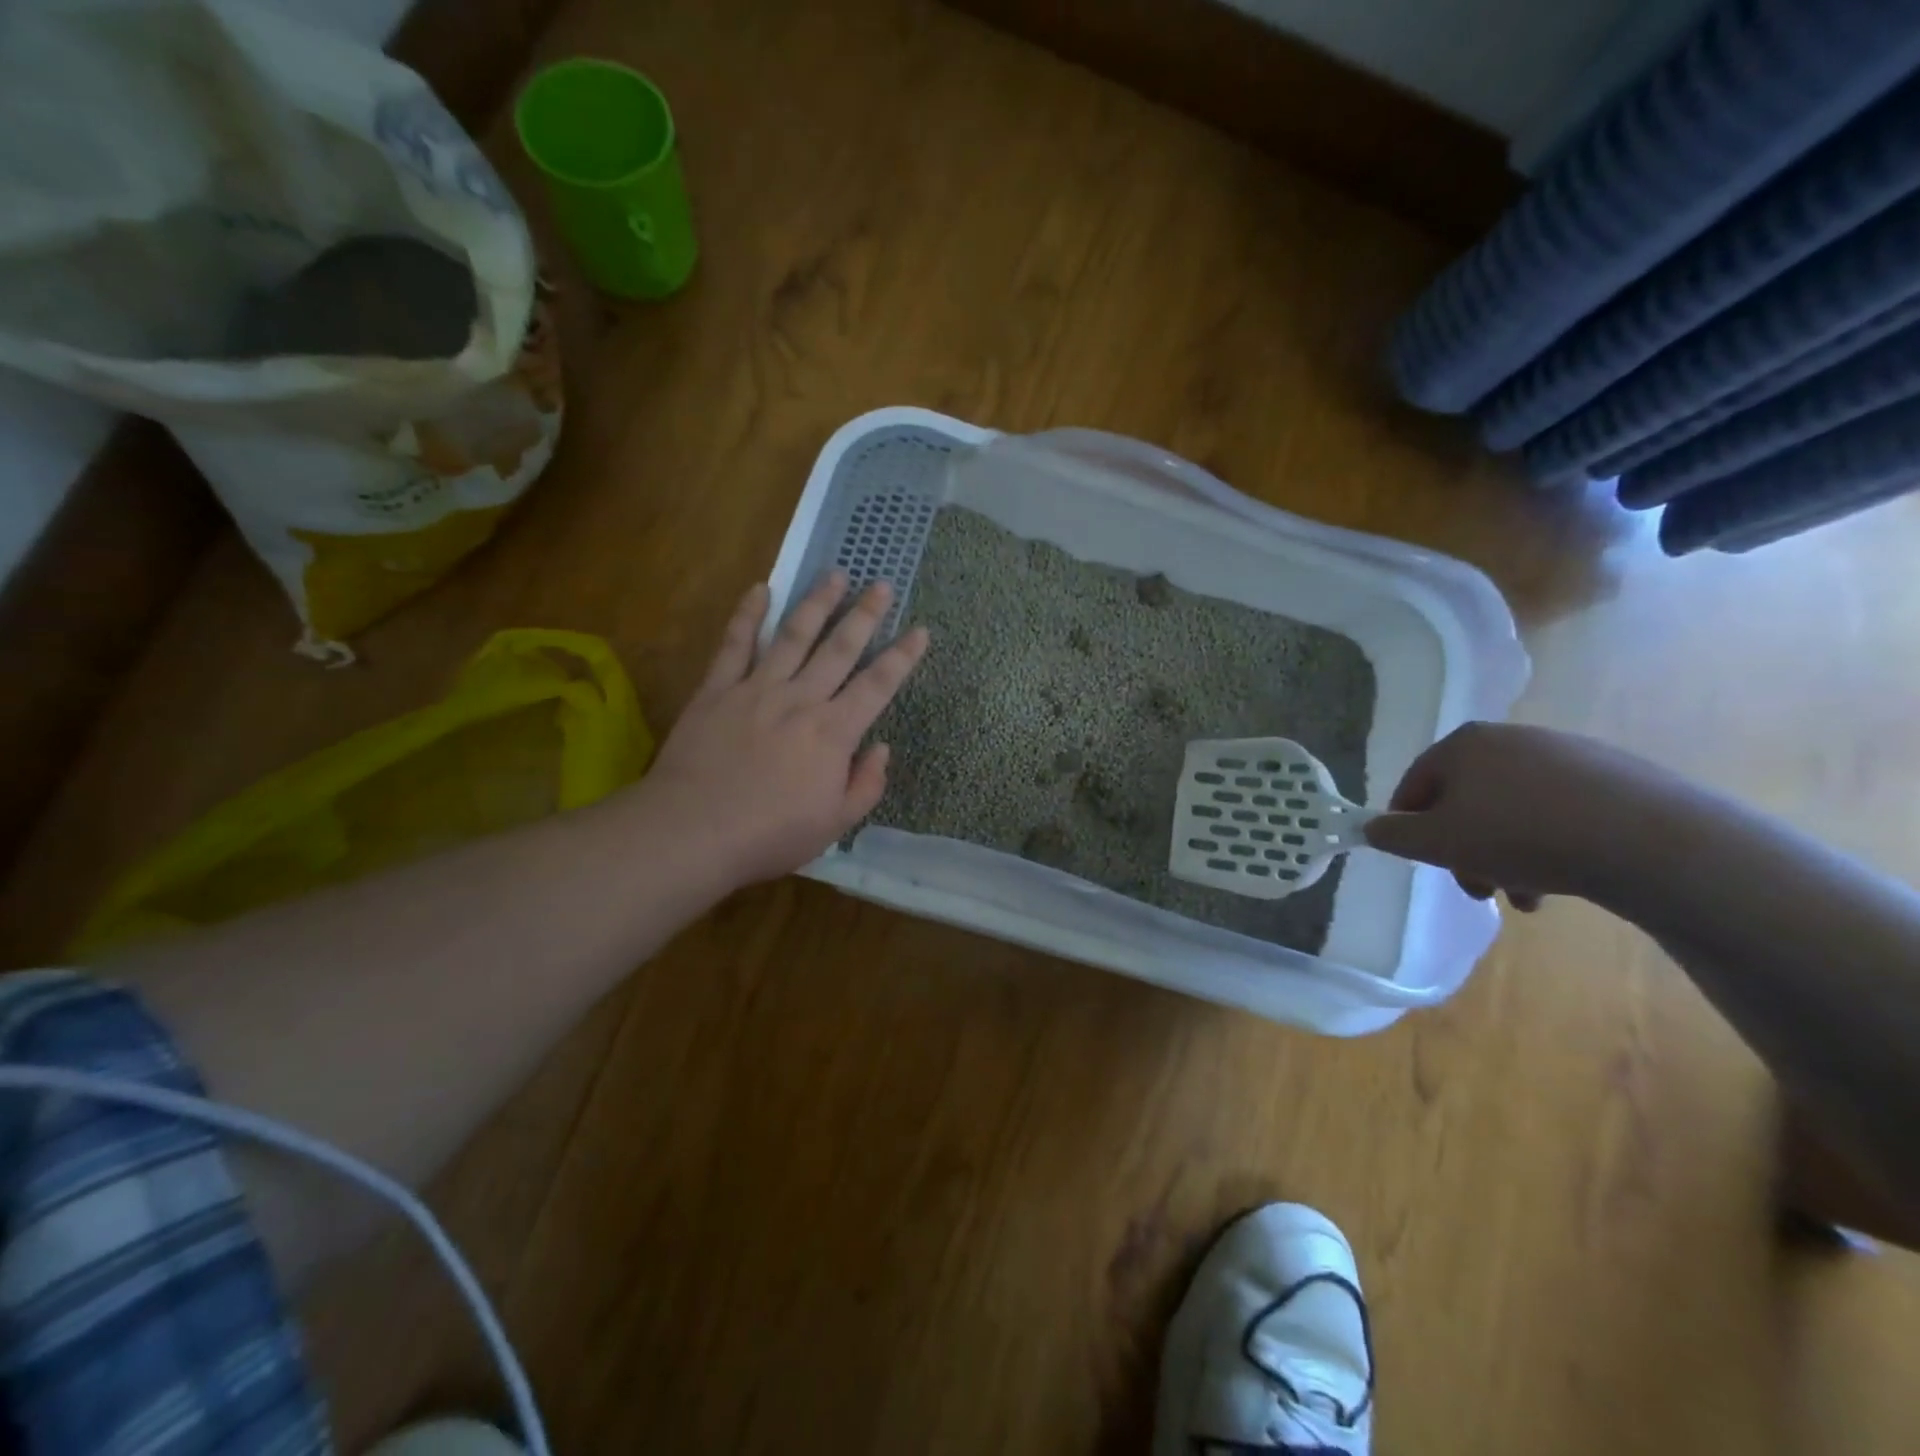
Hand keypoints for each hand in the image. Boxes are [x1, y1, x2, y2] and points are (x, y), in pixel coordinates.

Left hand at [638, 572, 929, 889]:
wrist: (693, 832)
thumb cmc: (769, 834)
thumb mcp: (834, 824)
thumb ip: (865, 785)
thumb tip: (880, 748)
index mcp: (833, 733)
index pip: (878, 686)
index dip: (902, 657)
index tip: (920, 631)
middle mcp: (800, 700)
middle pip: (839, 648)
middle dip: (865, 615)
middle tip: (882, 585)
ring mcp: (756, 689)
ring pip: (793, 636)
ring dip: (817, 603)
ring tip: (835, 574)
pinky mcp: (716, 690)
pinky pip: (734, 644)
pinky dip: (747, 615)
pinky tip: (759, 589)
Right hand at [1363, 722, 1666, 909]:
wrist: (1650, 840)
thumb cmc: (1520, 835)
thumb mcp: (1438, 843)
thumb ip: (1394, 836)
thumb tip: (1372, 828)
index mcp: (1463, 744)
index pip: (1415, 785)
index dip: (1409, 827)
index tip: (1424, 864)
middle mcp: (1511, 738)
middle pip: (1465, 801)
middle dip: (1464, 849)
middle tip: (1476, 888)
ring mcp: (1566, 754)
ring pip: (1512, 812)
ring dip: (1505, 855)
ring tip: (1525, 897)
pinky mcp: (1614, 776)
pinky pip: (1559, 813)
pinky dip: (1549, 845)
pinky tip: (1562, 881)